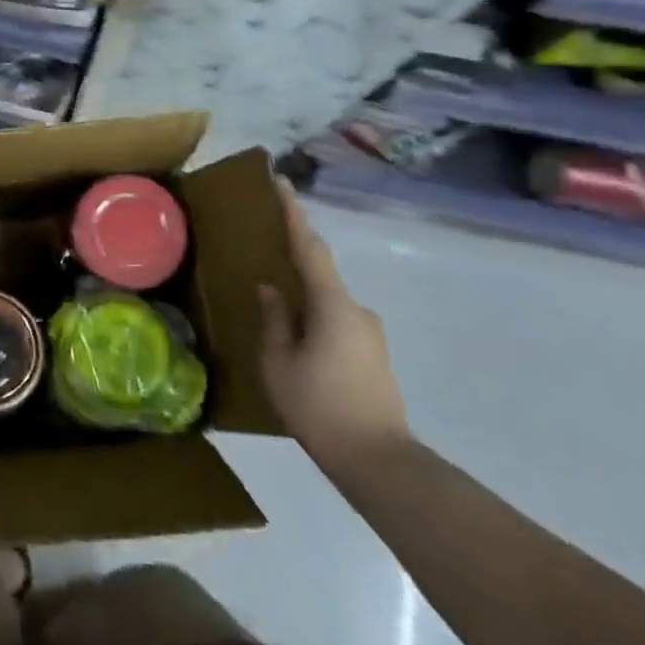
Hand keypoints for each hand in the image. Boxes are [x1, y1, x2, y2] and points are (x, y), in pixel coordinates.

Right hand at [258, 179, 410, 477]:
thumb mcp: (279, 362)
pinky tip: (299, 346)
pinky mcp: (373, 355)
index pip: (309, 247)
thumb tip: (272, 289)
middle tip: (266, 257)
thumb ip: (274, 320)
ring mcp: (370, 333)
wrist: (378, 461)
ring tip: (276, 318)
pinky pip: (336, 324)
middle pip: (320, 275)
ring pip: (327, 304)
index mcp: (332, 304)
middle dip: (294, 263)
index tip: (282, 182)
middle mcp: (357, 310)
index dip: (293, 213)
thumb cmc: (319, 406)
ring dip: (304, 302)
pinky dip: (315, 322)